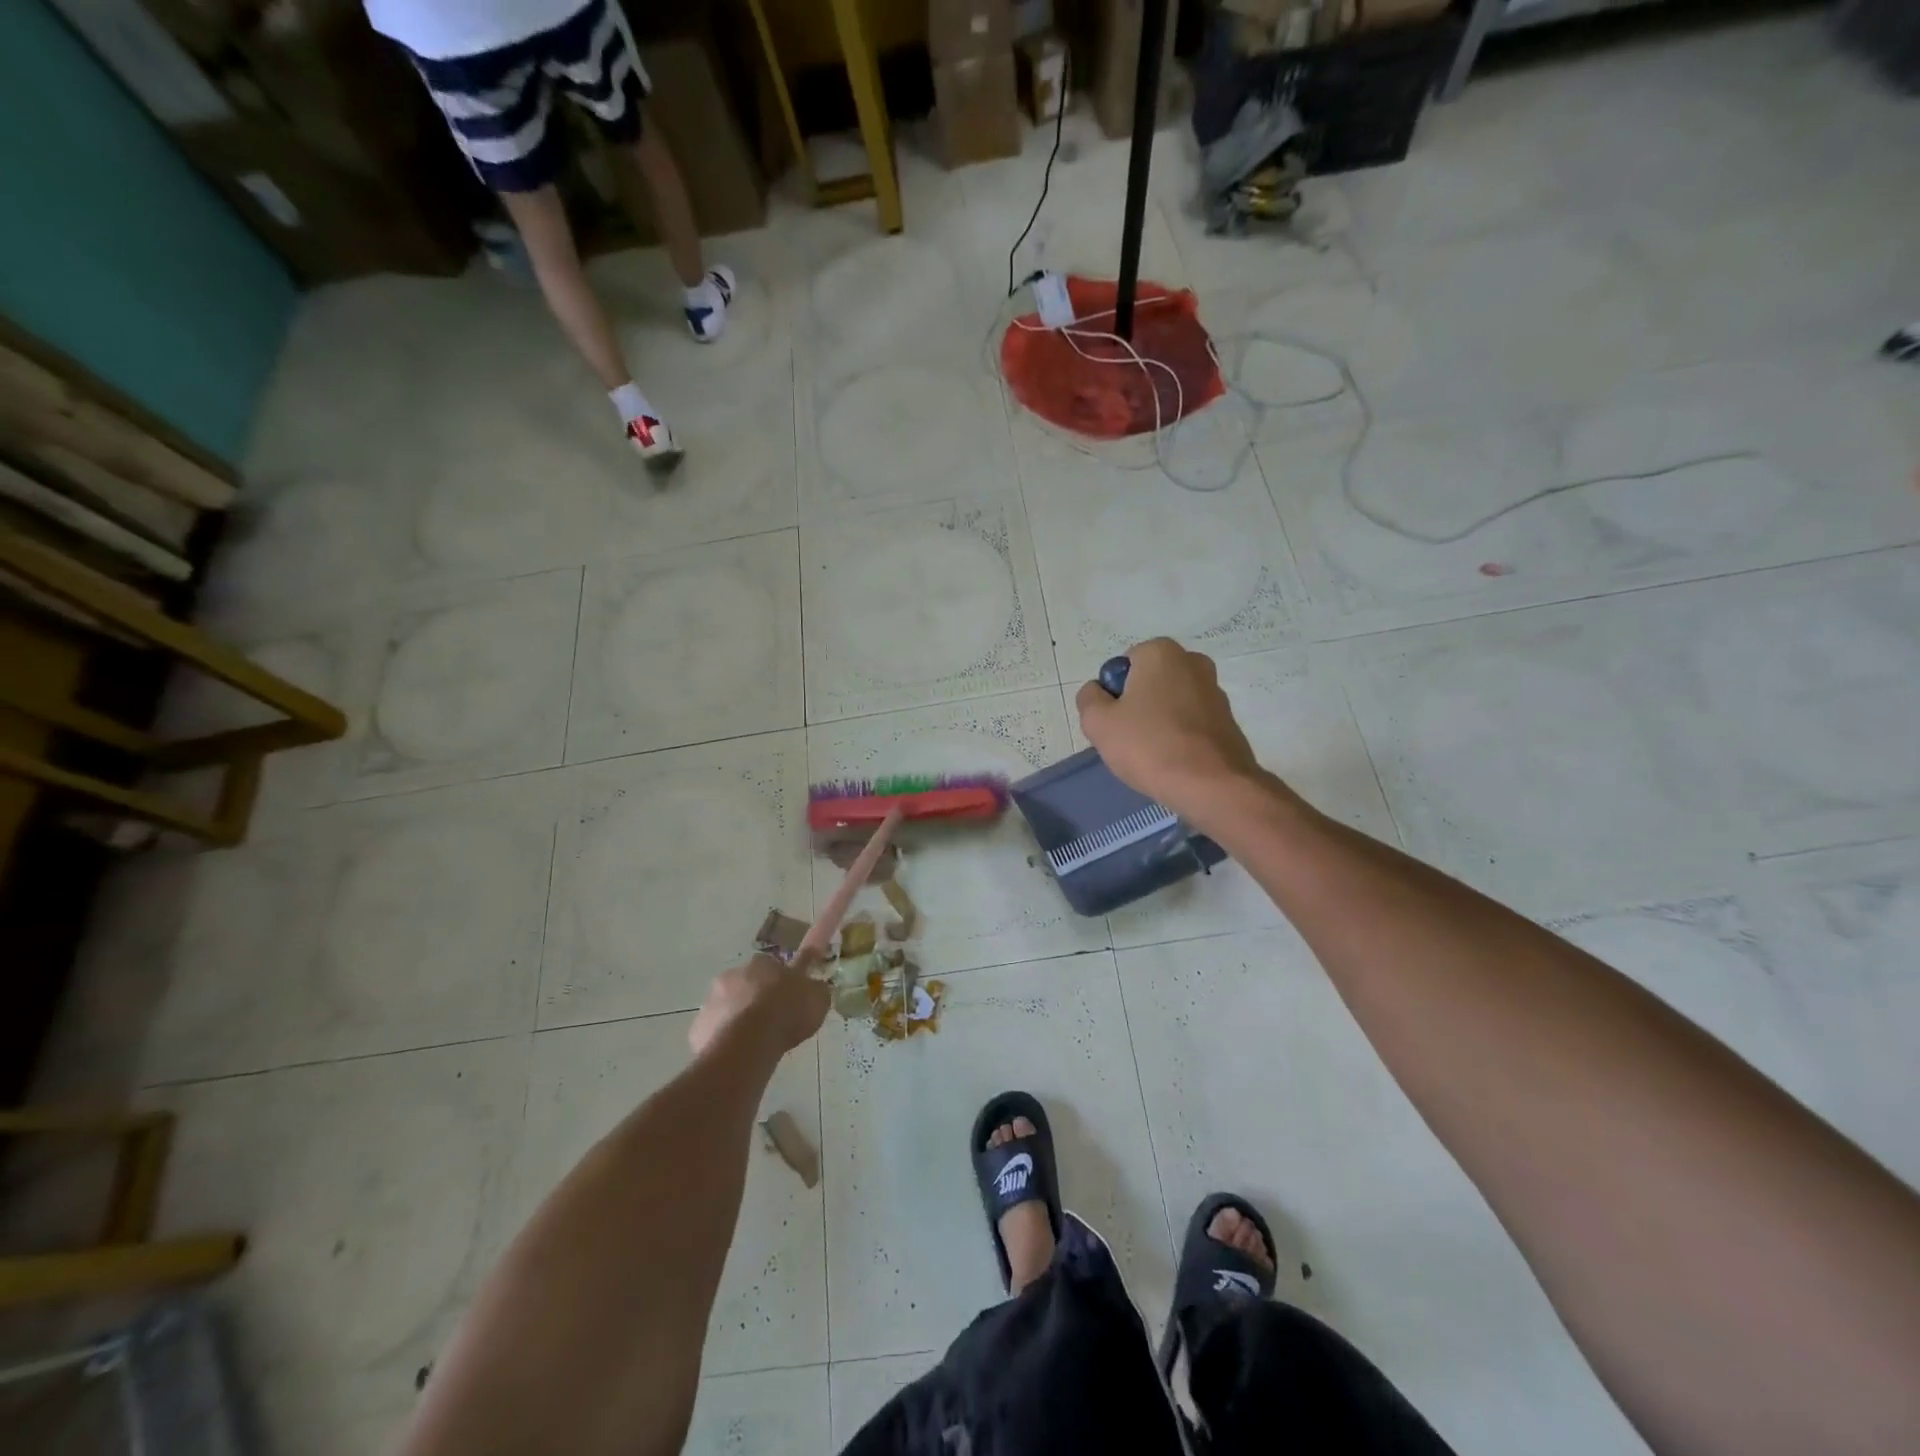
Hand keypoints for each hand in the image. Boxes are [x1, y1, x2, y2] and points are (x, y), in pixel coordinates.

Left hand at [688, 953, 829, 1059]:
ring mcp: (711, 1001)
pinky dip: (722, 1040)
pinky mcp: (698, 1028)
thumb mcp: (818, 999)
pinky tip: (737, 1055)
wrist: (750, 1043)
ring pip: (726, 1007)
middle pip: (745, 984)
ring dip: (737, 1018)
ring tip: (755, 1043)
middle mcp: (732, 975)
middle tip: (771, 1020)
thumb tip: (816, 987)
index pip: (770, 965)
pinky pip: (713, 1031)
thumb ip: (816, 990)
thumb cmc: (787, 1013)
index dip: (779, 981)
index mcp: (762, 963)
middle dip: (755, 998)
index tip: (786, 997)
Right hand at [1075, 638, 1265, 819]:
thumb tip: (1098, 691)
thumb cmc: (1149, 746)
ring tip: (1153, 754)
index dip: (1112, 696)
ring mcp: (1215, 690)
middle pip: (1148, 683)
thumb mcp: (1098, 722)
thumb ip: (1089, 698)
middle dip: (1136, 706)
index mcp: (1161, 652)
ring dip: (1158, 721)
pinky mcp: (1228, 719)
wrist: (1212, 786)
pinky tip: (1175, 760)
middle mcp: (1192, 662)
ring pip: (1170, 703)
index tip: (1114, 723)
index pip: (1122, 667)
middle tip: (1128, 740)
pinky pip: (1190, 722)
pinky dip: (1179, 735)